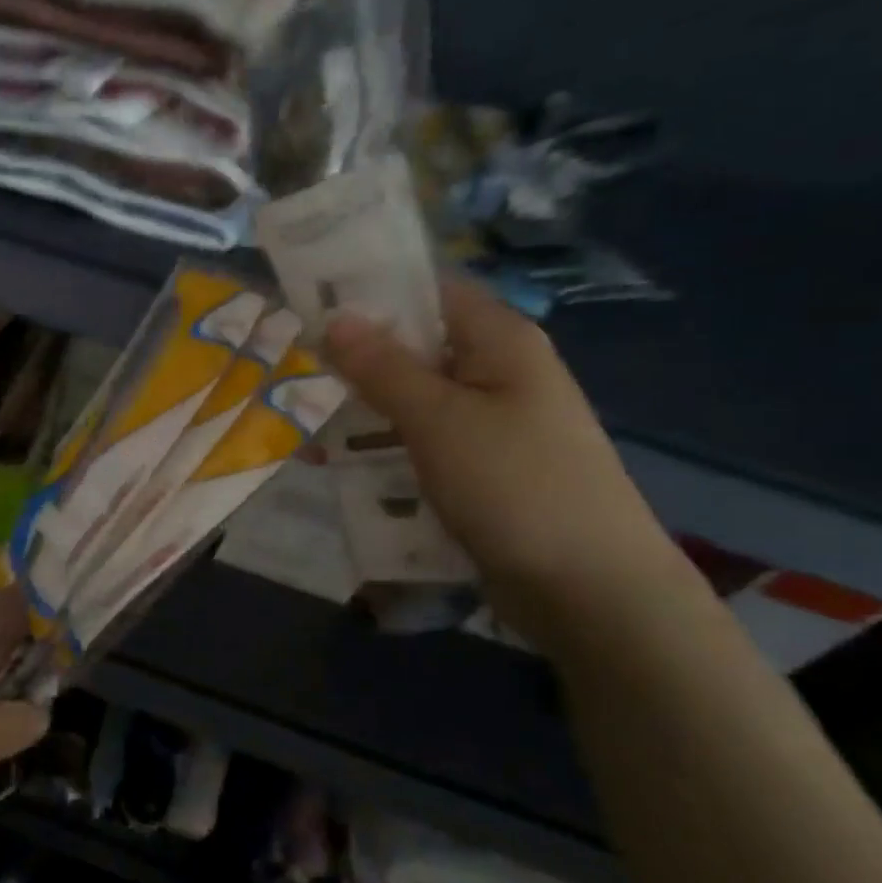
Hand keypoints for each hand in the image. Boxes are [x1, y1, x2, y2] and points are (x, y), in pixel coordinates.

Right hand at [324, 280, 682, 626]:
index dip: (370, 293)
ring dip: (362, 410)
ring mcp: (490, 426)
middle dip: (354, 360)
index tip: (309, 306)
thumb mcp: (438, 419)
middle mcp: (497, 374)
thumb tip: (335, 317)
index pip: (427, 292)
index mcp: (499, 342)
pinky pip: (420, 445)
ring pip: (412, 402)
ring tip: (301, 420)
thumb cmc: (514, 485)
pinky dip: (382, 449)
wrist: (588, 590)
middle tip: (292, 369)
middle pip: (414, 350)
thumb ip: (382, 367)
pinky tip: (337, 466)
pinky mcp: (480, 471)